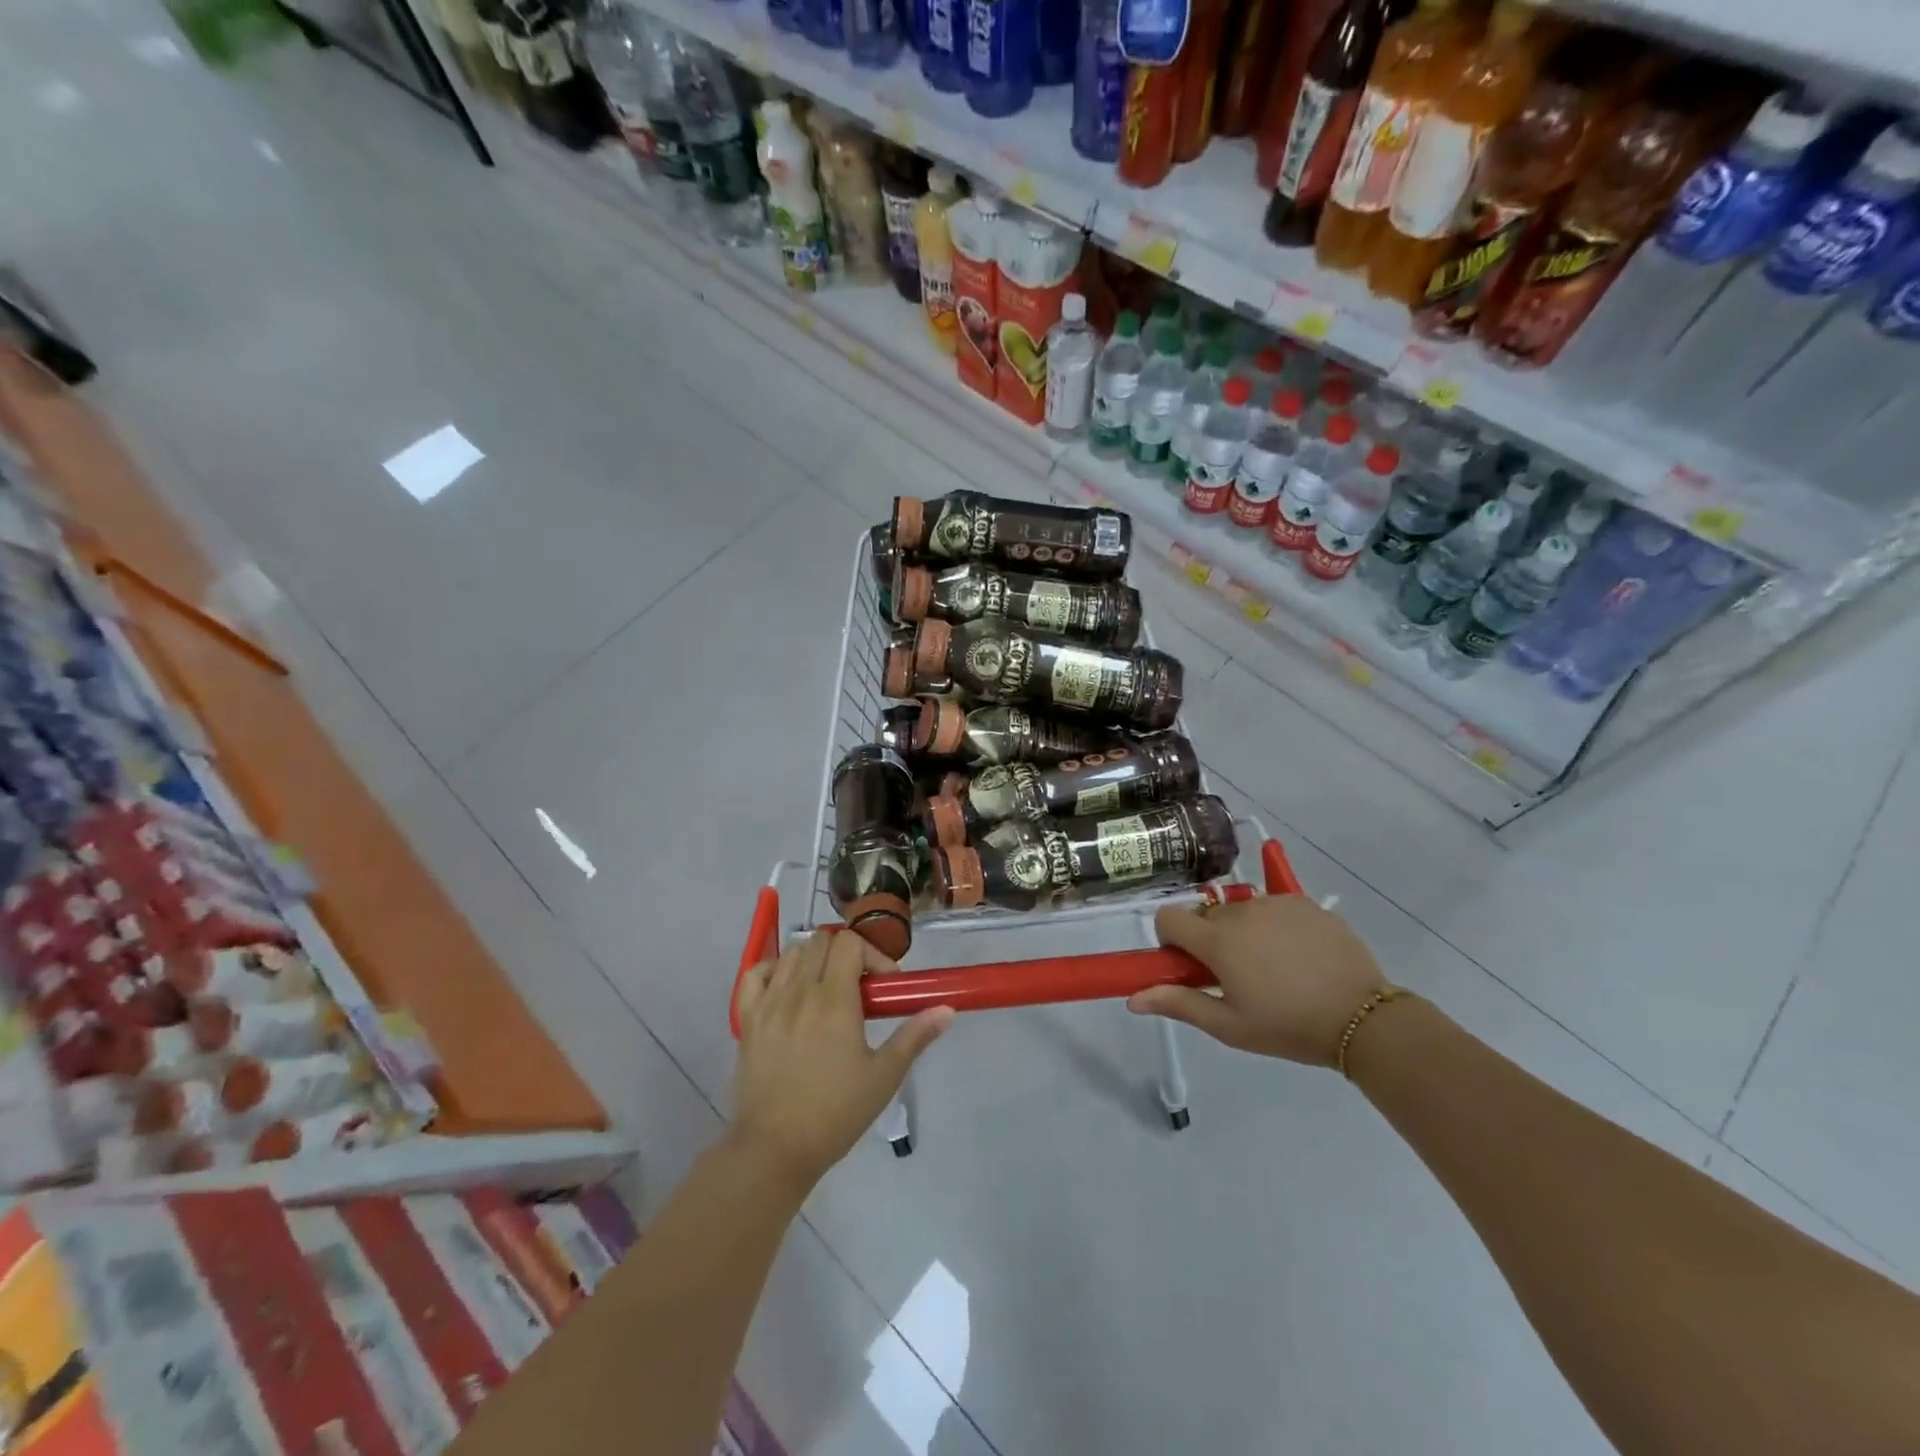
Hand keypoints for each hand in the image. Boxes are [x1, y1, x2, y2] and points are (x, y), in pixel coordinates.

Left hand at [730, 931, 953, 1194]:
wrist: (775, 1150)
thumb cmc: (835, 1113)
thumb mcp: (884, 1076)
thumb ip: (915, 1036)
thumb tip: (947, 1010)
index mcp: (834, 1000)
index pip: (850, 943)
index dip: (872, 955)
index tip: (884, 986)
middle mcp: (799, 991)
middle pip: (821, 942)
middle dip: (846, 955)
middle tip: (860, 989)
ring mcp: (768, 1003)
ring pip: (792, 953)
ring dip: (814, 961)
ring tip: (826, 991)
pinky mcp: (747, 1019)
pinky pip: (756, 973)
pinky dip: (774, 970)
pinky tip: (787, 989)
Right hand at [1128, 896, 1386, 1066]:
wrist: (1363, 1019)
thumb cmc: (1288, 1027)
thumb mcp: (1229, 1026)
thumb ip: (1179, 1004)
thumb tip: (1133, 999)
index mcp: (1217, 940)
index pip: (1168, 918)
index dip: (1172, 941)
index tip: (1192, 966)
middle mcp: (1241, 911)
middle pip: (1206, 915)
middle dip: (1211, 939)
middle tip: (1237, 976)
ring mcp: (1276, 903)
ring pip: (1241, 910)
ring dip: (1244, 932)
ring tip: (1274, 968)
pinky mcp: (1307, 903)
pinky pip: (1275, 907)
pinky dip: (1276, 926)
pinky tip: (1299, 956)